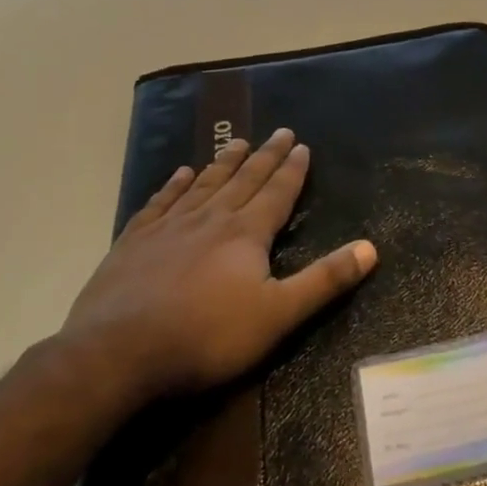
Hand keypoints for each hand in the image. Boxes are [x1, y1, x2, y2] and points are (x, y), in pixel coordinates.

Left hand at [63, 129, 376, 401]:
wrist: (116, 354)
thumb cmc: (206, 337)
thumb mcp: (278, 315)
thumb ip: (325, 280)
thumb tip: (371, 248)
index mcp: (246, 233)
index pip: (277, 192)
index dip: (292, 170)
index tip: (302, 145)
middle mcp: (210, 219)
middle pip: (244, 179)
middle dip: (265, 155)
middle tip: (280, 131)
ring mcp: (168, 227)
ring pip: (204, 184)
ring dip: (224, 162)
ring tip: (236, 142)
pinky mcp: (134, 242)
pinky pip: (160, 202)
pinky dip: (174, 185)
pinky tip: (180, 173)